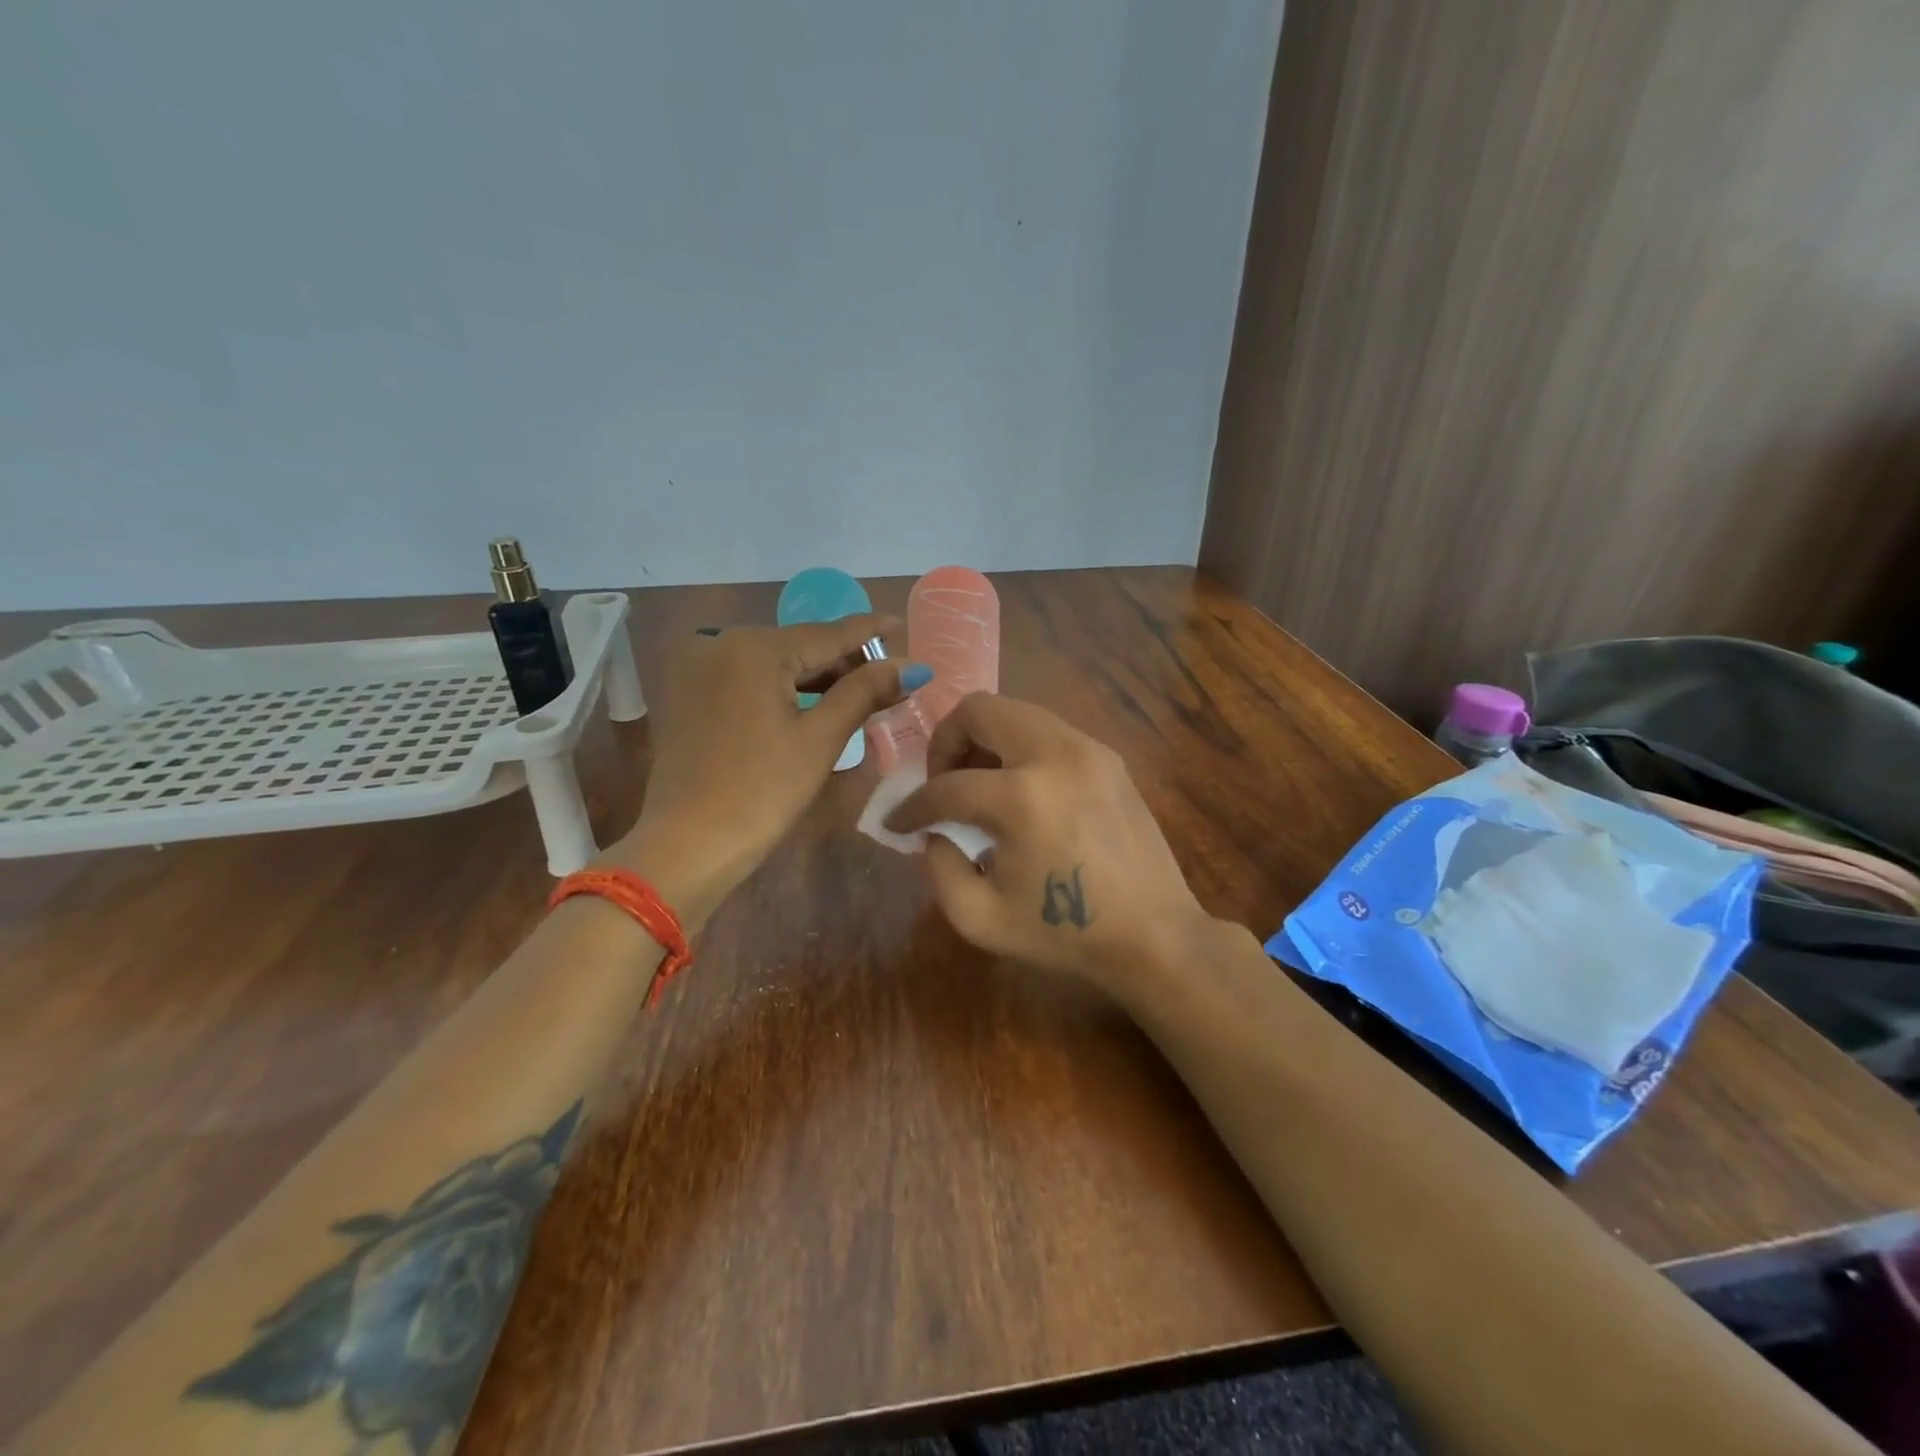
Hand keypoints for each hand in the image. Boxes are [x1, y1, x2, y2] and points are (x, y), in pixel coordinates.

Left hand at [611, 613, 925, 926]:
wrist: (687, 845)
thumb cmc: (762, 791)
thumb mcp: (820, 738)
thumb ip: (864, 692)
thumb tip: (911, 666)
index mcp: (752, 647)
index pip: (826, 633)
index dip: (869, 631)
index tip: (899, 623)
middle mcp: (719, 643)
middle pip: (798, 645)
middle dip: (844, 660)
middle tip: (889, 673)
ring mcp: (697, 668)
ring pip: (773, 663)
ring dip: (815, 677)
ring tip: (861, 690)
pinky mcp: (688, 693)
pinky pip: (748, 679)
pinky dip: (783, 688)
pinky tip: (814, 701)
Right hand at [884, 693, 1211, 991]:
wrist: (1154, 936)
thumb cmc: (1065, 934)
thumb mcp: (979, 918)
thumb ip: (938, 866)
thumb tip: (934, 829)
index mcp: (1022, 798)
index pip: (946, 786)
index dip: (911, 806)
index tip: (898, 822)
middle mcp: (1056, 754)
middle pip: (980, 709)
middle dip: (946, 741)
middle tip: (942, 782)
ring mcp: (1089, 749)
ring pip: (1016, 712)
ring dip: (984, 740)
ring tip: (979, 785)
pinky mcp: (1108, 757)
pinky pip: (1047, 731)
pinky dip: (1019, 748)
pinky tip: (1020, 793)